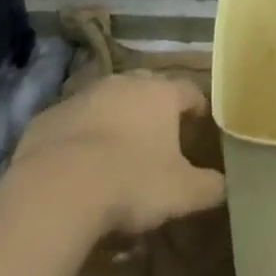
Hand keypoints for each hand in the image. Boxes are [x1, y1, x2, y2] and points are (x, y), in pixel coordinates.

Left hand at [9, 73, 226, 235]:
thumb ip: (209, 187)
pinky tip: (78, 165)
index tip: (199, 124)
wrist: (57, 188)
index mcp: (161, 94)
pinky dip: (81, 135)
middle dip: (154, 108)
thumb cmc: (131, 182)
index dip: (197, 106)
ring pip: (108, 101)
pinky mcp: (50, 115)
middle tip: (158, 137)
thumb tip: (225, 185)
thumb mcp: (181, 193)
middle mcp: (125, 83)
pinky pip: (74, 121)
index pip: (189, 90)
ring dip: (115, 119)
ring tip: (116, 152)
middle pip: (148, 87)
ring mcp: (85, 95)